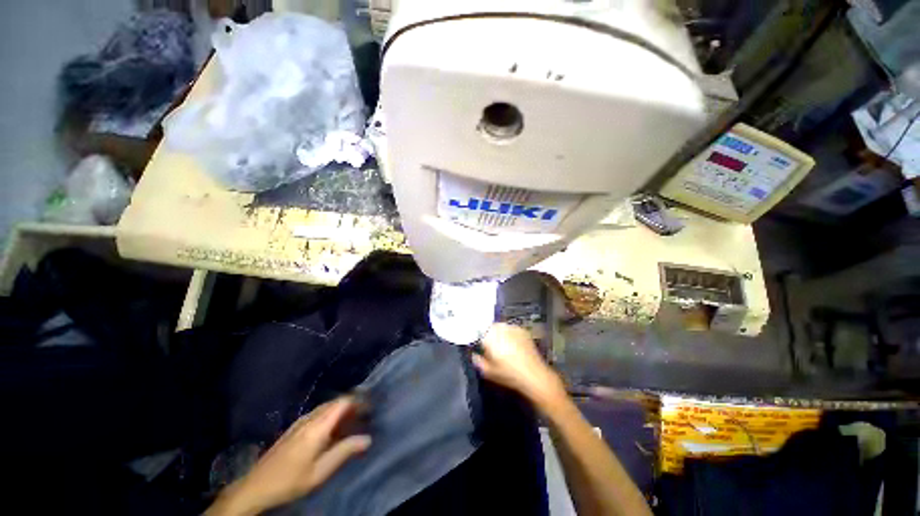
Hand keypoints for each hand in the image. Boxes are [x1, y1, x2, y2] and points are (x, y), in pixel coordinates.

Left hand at [208, 397, 371, 515]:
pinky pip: (318, 413)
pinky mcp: (294, 428)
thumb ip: (344, 452)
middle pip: (335, 402)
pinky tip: (333, 426)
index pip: (342, 403)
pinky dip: (331, 414)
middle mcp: (309, 419)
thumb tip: (368, 438)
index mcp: (317, 427)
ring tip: (353, 418)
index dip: (358, 400)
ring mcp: (300, 422)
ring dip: (341, 408)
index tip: (371, 405)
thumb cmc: (290, 481)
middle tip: (366, 412)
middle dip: (352, 403)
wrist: (255, 487)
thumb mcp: (320, 472)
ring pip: (326, 407)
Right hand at [473, 323, 564, 403]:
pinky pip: (512, 329)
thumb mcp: (489, 372)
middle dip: (489, 334)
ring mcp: (512, 327)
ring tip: (503, 345)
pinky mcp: (522, 330)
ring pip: (501, 327)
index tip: (480, 345)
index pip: (479, 331)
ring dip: (500, 333)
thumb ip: (478, 361)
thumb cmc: (509, 375)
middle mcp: (500, 328)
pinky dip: (510, 334)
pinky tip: (513, 344)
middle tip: (491, 346)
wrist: (534, 375)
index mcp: (489, 337)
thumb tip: (474, 355)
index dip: (478, 337)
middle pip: (490, 327)